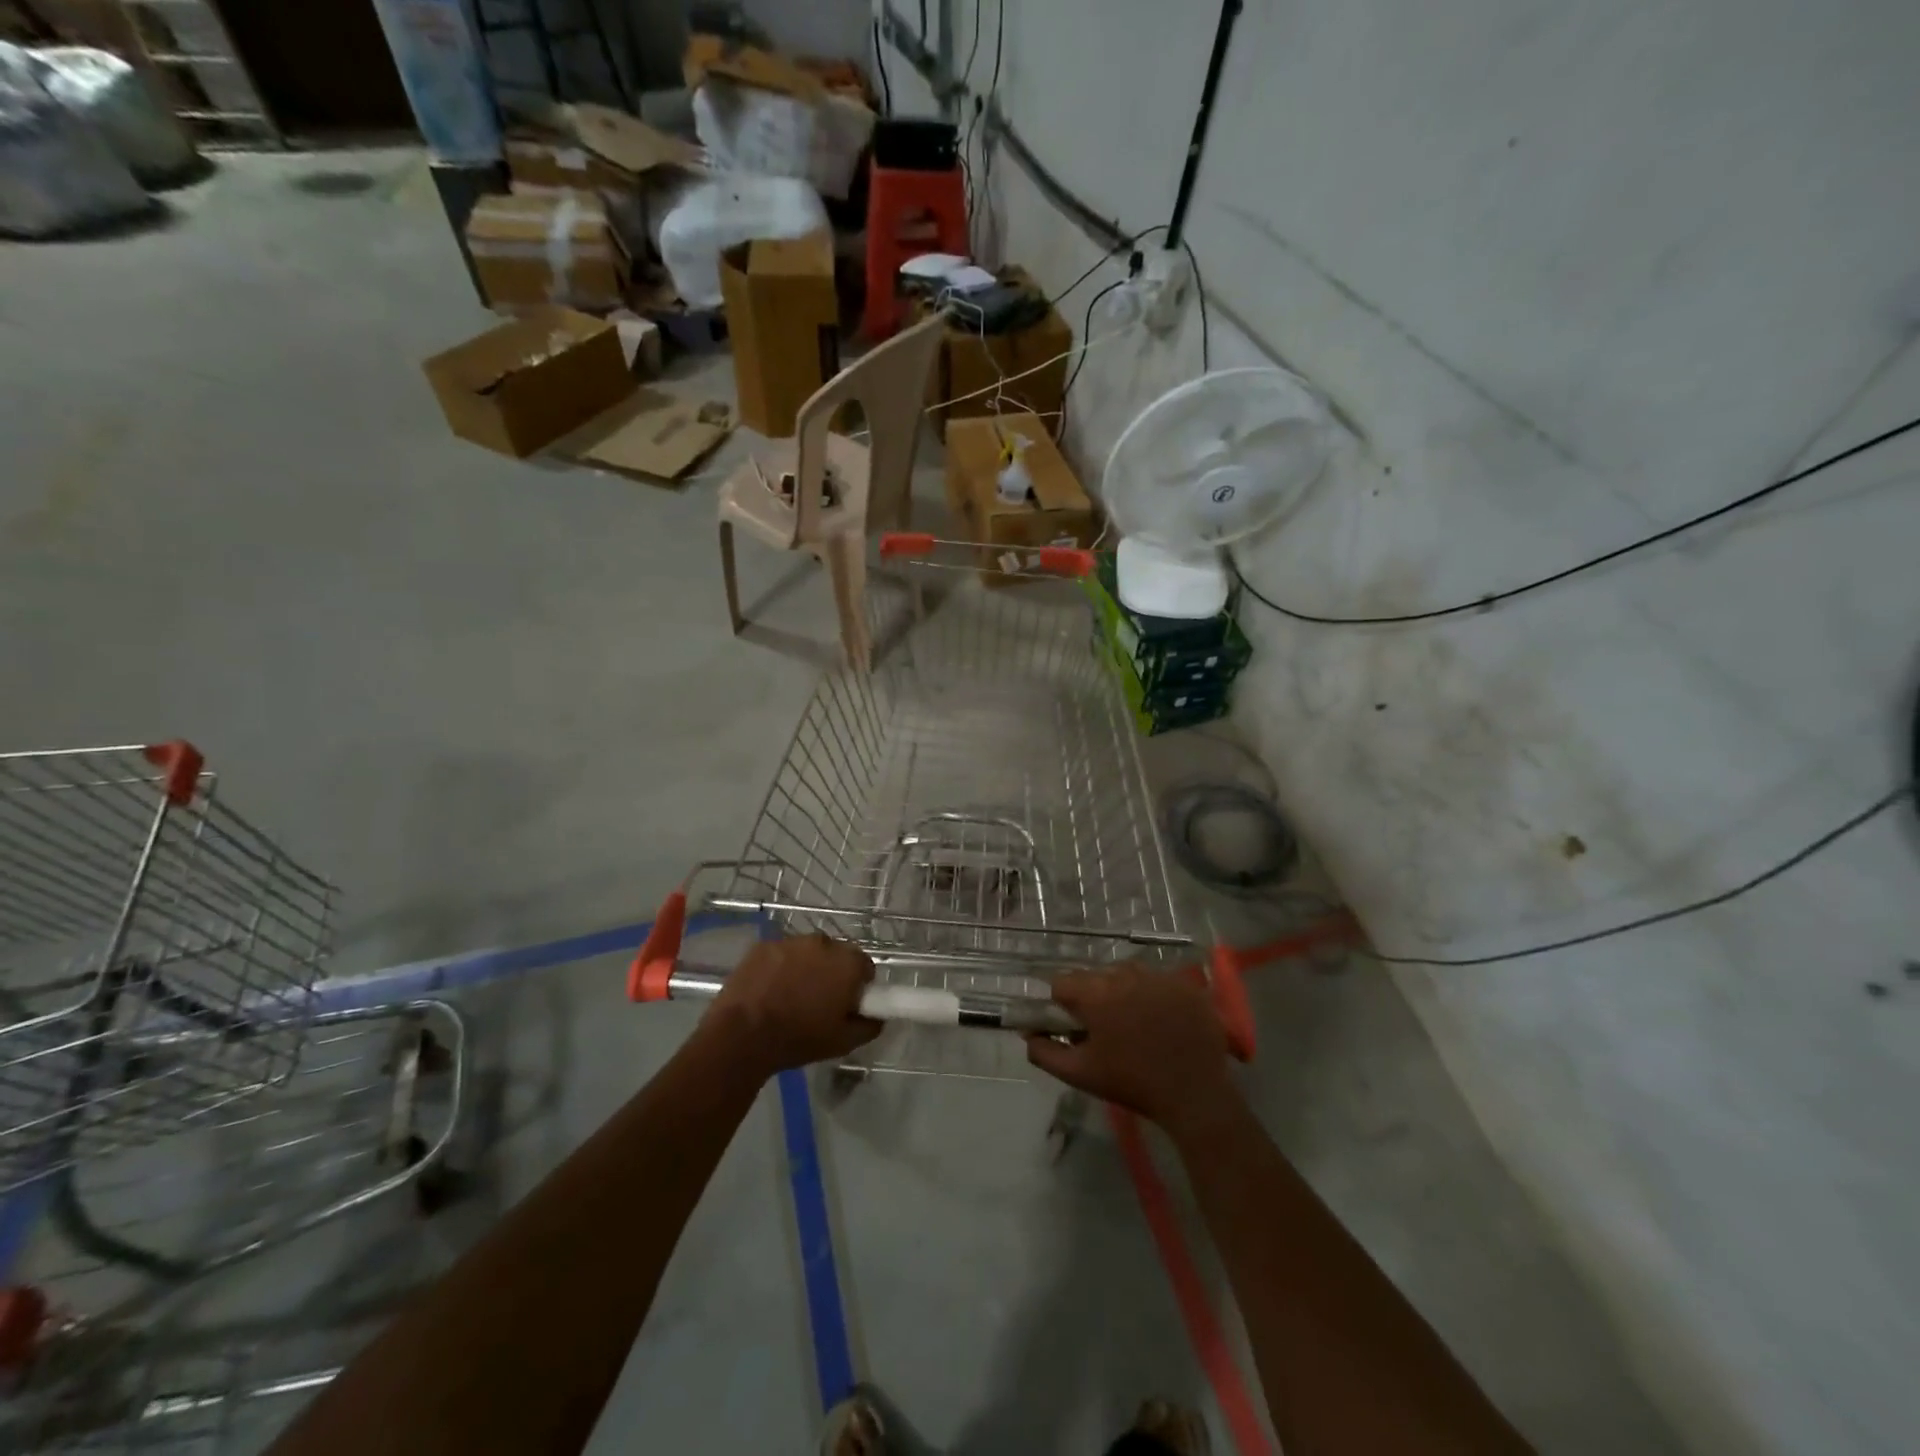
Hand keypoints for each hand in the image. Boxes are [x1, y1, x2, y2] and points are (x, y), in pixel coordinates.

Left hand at [705, 933, 879, 1076]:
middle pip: (836, 955)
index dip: (858, 986)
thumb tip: (878, 1016)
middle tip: (819, 1002)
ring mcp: (791, 941)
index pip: (865, 966)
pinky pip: (781, 954)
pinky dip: (779, 967)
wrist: (742, 1035)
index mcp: (848, 962)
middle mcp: (823, 942)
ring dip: (805, 968)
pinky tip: (769, 990)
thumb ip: (870, 1025)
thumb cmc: (798, 1038)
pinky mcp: (764, 945)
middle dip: (832, 973)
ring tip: (790, 996)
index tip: (847, 1004)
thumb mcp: (843, 1042)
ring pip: (807, 953)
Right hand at [1025, 966, 1237, 1131]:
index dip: (1063, 1003)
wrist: (1194, 1095)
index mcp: (1096, 994)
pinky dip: (1154, 995)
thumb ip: (1045, 1052)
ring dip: (1124, 991)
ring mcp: (1159, 977)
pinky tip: (1161, 1021)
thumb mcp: (1080, 1074)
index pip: (1063, 982)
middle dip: (1095, 997)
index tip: (1074, 1026)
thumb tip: (1027, 1034)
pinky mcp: (1185, 985)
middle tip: (1107, 1029)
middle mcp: (1126, 975)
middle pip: (1096, 976)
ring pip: (1128, 974)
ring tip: (1136, 1023)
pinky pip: (1158, 980)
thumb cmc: (1132, 1083)